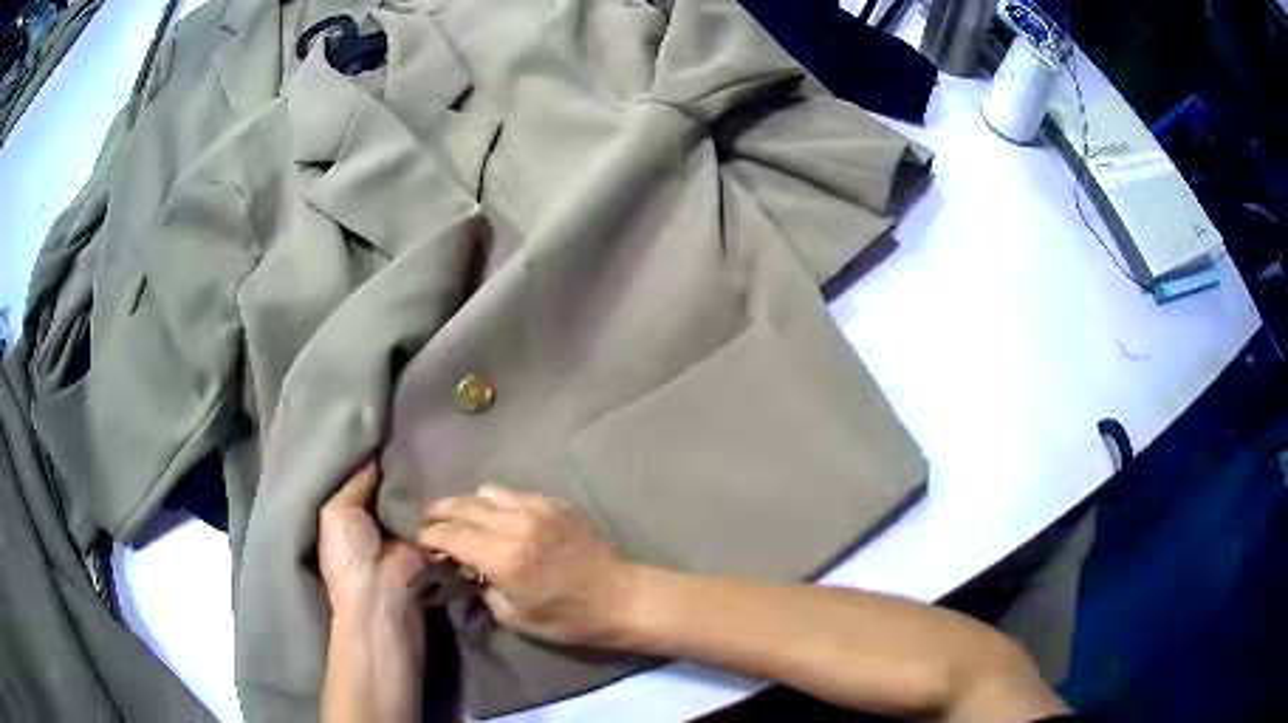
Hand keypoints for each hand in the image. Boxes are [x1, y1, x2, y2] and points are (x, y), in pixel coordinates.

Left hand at [318, 463, 427, 722]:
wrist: (385, 605)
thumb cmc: (351, 558)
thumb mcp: (338, 512)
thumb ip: (355, 482)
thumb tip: (374, 457)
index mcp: (347, 516)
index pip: (362, 480)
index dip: (373, 458)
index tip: (393, 430)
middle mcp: (374, 524)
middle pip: (390, 490)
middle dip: (403, 469)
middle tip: (423, 437)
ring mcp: (403, 538)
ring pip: (415, 505)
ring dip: (425, 488)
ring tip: (442, 453)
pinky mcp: (430, 551)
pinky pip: (436, 524)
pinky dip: (443, 510)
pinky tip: (453, 484)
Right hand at [419, 484, 635, 646]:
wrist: (618, 597)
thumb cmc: (565, 617)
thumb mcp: (512, 615)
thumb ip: (480, 585)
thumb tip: (463, 566)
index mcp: (502, 556)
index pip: (449, 534)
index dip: (429, 536)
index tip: (422, 541)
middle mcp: (515, 523)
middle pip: (462, 506)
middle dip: (439, 513)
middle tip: (430, 521)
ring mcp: (537, 508)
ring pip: (486, 492)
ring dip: (468, 504)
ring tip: (464, 518)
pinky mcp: (554, 503)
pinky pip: (514, 493)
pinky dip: (497, 502)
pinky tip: (498, 517)